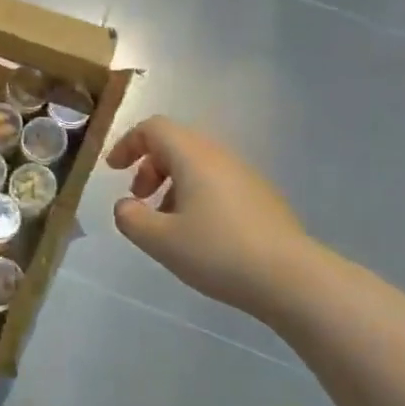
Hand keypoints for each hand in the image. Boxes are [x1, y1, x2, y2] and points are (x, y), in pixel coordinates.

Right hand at [106, 115, 316, 321]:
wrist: (291, 277)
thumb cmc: (218, 252)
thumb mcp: (161, 241)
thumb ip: (131, 219)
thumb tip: (125, 206)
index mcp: (193, 156)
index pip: (154, 128)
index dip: (128, 143)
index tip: (114, 171)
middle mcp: (219, 156)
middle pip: (175, 143)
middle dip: (149, 166)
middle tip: (139, 198)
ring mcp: (244, 175)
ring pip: (197, 164)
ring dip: (172, 183)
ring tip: (166, 222)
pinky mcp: (260, 196)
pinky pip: (217, 182)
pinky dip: (195, 195)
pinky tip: (197, 234)